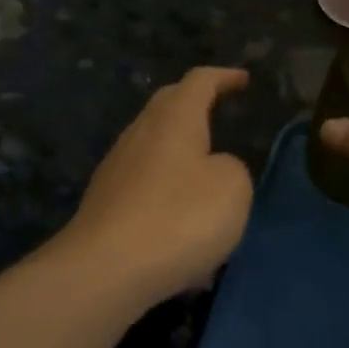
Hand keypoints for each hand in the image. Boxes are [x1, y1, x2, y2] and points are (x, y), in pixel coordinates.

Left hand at [61, 68, 253, 307]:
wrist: (105, 270)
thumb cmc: (179, 219)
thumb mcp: (232, 188)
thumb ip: (232, 167)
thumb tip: (213, 168)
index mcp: (174, 120)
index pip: (199, 82)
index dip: (223, 77)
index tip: (243, 80)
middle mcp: (140, 135)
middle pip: (167, 106)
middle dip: (194, 104)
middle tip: (218, 109)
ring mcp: (117, 170)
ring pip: (153, 147)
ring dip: (180, 154)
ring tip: (205, 175)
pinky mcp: (106, 205)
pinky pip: (145, 186)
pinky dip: (167, 193)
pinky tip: (183, 230)